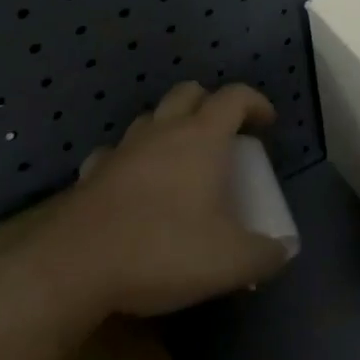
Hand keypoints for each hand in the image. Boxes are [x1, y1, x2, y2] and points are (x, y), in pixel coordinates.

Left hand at [0, 83, 292, 355]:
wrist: (73, 268)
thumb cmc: (162, 250)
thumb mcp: (228, 261)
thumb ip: (264, 255)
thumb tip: (285, 251)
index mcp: (202, 137)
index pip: (235, 97)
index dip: (255, 103)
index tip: (267, 123)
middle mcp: (163, 131)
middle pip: (189, 92)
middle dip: (210, 104)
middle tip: (224, 133)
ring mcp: (123, 149)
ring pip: (151, 118)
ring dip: (169, 127)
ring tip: (180, 158)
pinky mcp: (91, 175)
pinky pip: (116, 153)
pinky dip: (131, 159)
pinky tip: (134, 184)